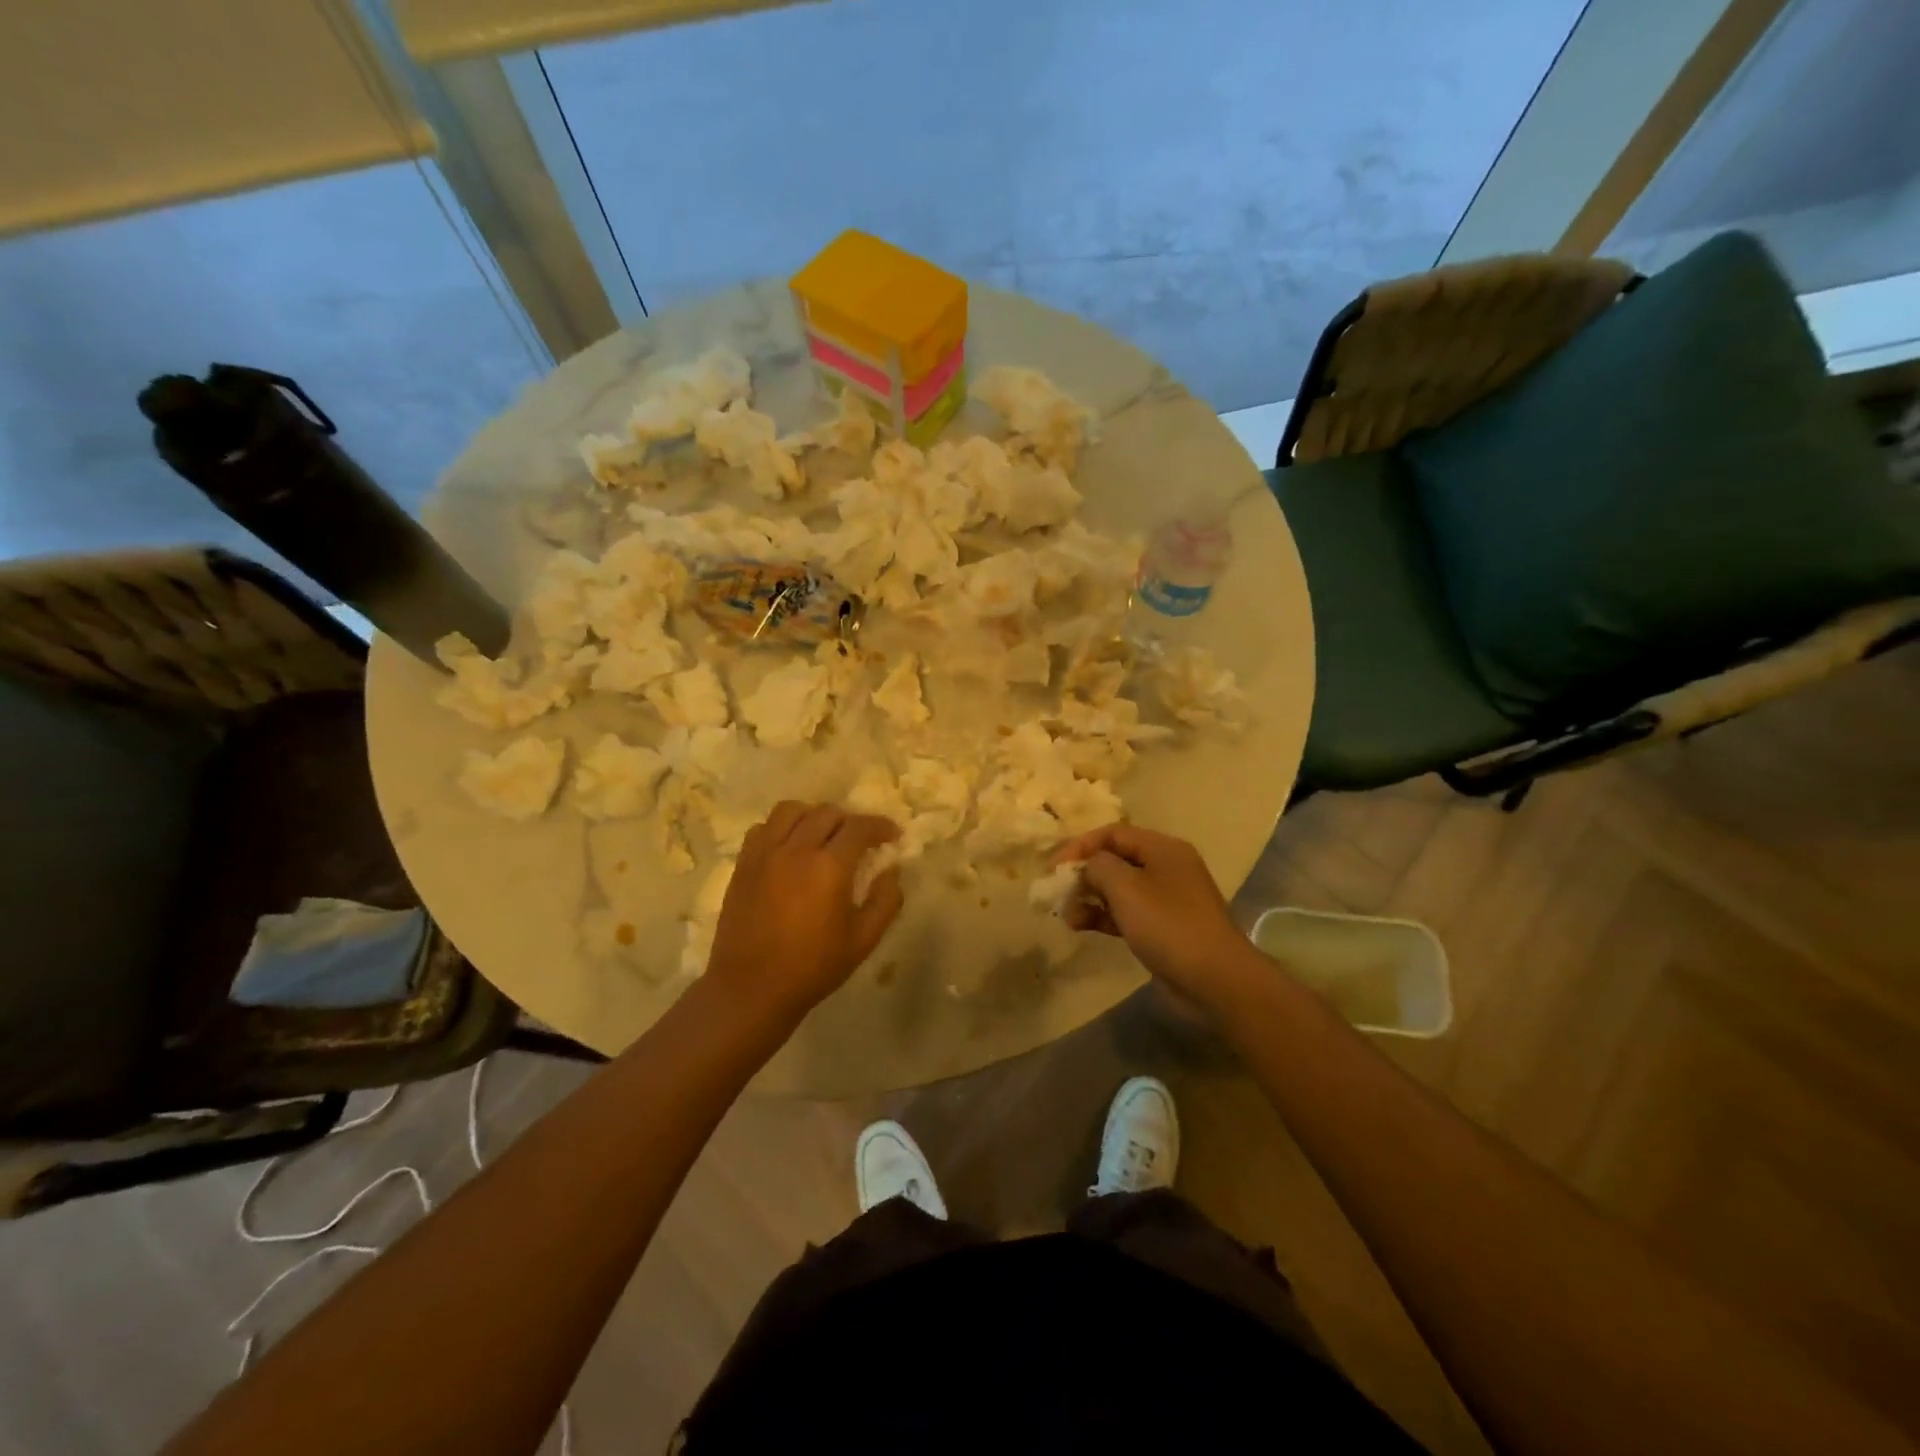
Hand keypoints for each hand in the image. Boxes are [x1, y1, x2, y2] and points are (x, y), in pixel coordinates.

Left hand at [705, 801, 903, 1023]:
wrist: (751, 989)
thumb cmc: (813, 967)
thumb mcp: (863, 940)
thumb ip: (886, 901)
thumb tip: (892, 871)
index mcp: (829, 866)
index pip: (860, 827)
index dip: (880, 826)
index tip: (891, 836)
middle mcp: (796, 849)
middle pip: (827, 813)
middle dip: (850, 821)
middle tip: (860, 840)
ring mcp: (765, 853)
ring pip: (791, 810)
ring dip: (813, 815)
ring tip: (822, 834)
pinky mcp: (744, 863)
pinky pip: (764, 827)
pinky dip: (782, 827)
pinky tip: (790, 847)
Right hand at [1055, 823, 1255, 1011]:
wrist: (1215, 980)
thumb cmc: (1168, 924)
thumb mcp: (1125, 887)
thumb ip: (1098, 866)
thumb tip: (1088, 866)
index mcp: (1162, 848)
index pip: (1113, 833)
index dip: (1080, 846)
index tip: (1053, 867)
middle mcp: (1166, 867)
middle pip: (1115, 860)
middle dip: (1084, 874)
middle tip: (1058, 893)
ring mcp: (1167, 899)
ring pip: (1119, 889)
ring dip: (1090, 898)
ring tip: (1067, 917)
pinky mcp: (1163, 928)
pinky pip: (1127, 913)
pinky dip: (1104, 916)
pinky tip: (1083, 926)